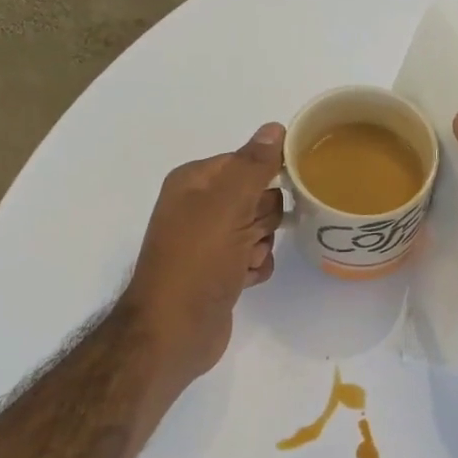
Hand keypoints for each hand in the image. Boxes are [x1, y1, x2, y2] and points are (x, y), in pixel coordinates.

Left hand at [121, 122, 285, 388]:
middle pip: (258, 196)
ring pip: (261, 228)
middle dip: (264, 217)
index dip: (267, 178)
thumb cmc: (197, 261)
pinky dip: (256, 267)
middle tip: (248, 234)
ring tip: (243, 262)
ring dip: (261, 245)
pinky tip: (244, 279)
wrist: (174, 330)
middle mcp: (200, 207)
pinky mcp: (221, 271)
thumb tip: (275, 127)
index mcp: (195, 182)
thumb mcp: (226, 206)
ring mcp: (210, 241)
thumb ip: (253, 166)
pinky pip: (257, 256)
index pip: (247, 161)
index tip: (282, 193)